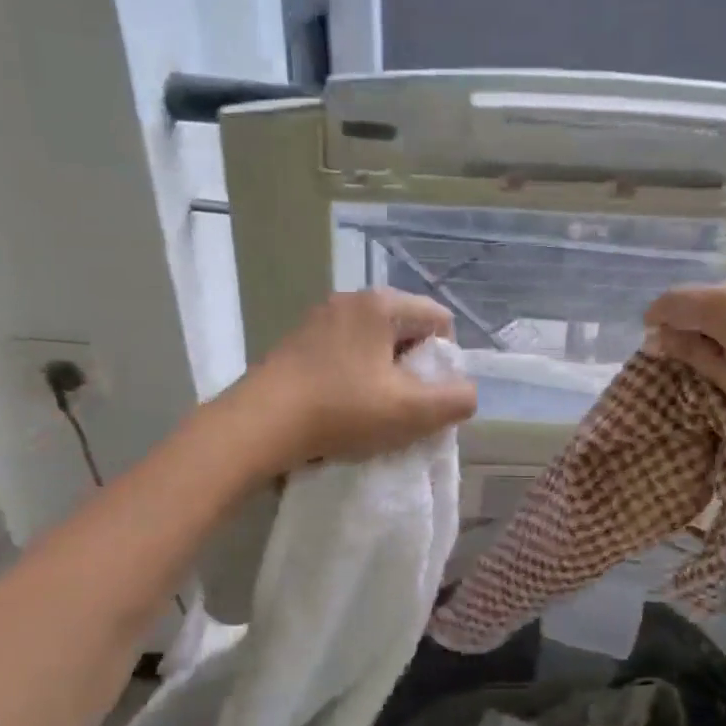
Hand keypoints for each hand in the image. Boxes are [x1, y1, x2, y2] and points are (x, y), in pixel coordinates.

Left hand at [228, 290, 477, 469]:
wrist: (258, 425)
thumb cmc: (342, 411)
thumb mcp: (411, 412)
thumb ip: (455, 400)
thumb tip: (467, 393)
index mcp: (381, 304)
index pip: (439, 319)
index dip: (446, 359)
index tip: (430, 393)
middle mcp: (350, 300)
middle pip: (406, 329)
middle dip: (414, 367)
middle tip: (404, 405)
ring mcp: (319, 318)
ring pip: (374, 343)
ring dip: (384, 374)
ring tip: (373, 410)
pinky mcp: (297, 341)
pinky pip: (345, 352)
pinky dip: (355, 376)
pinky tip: (343, 407)